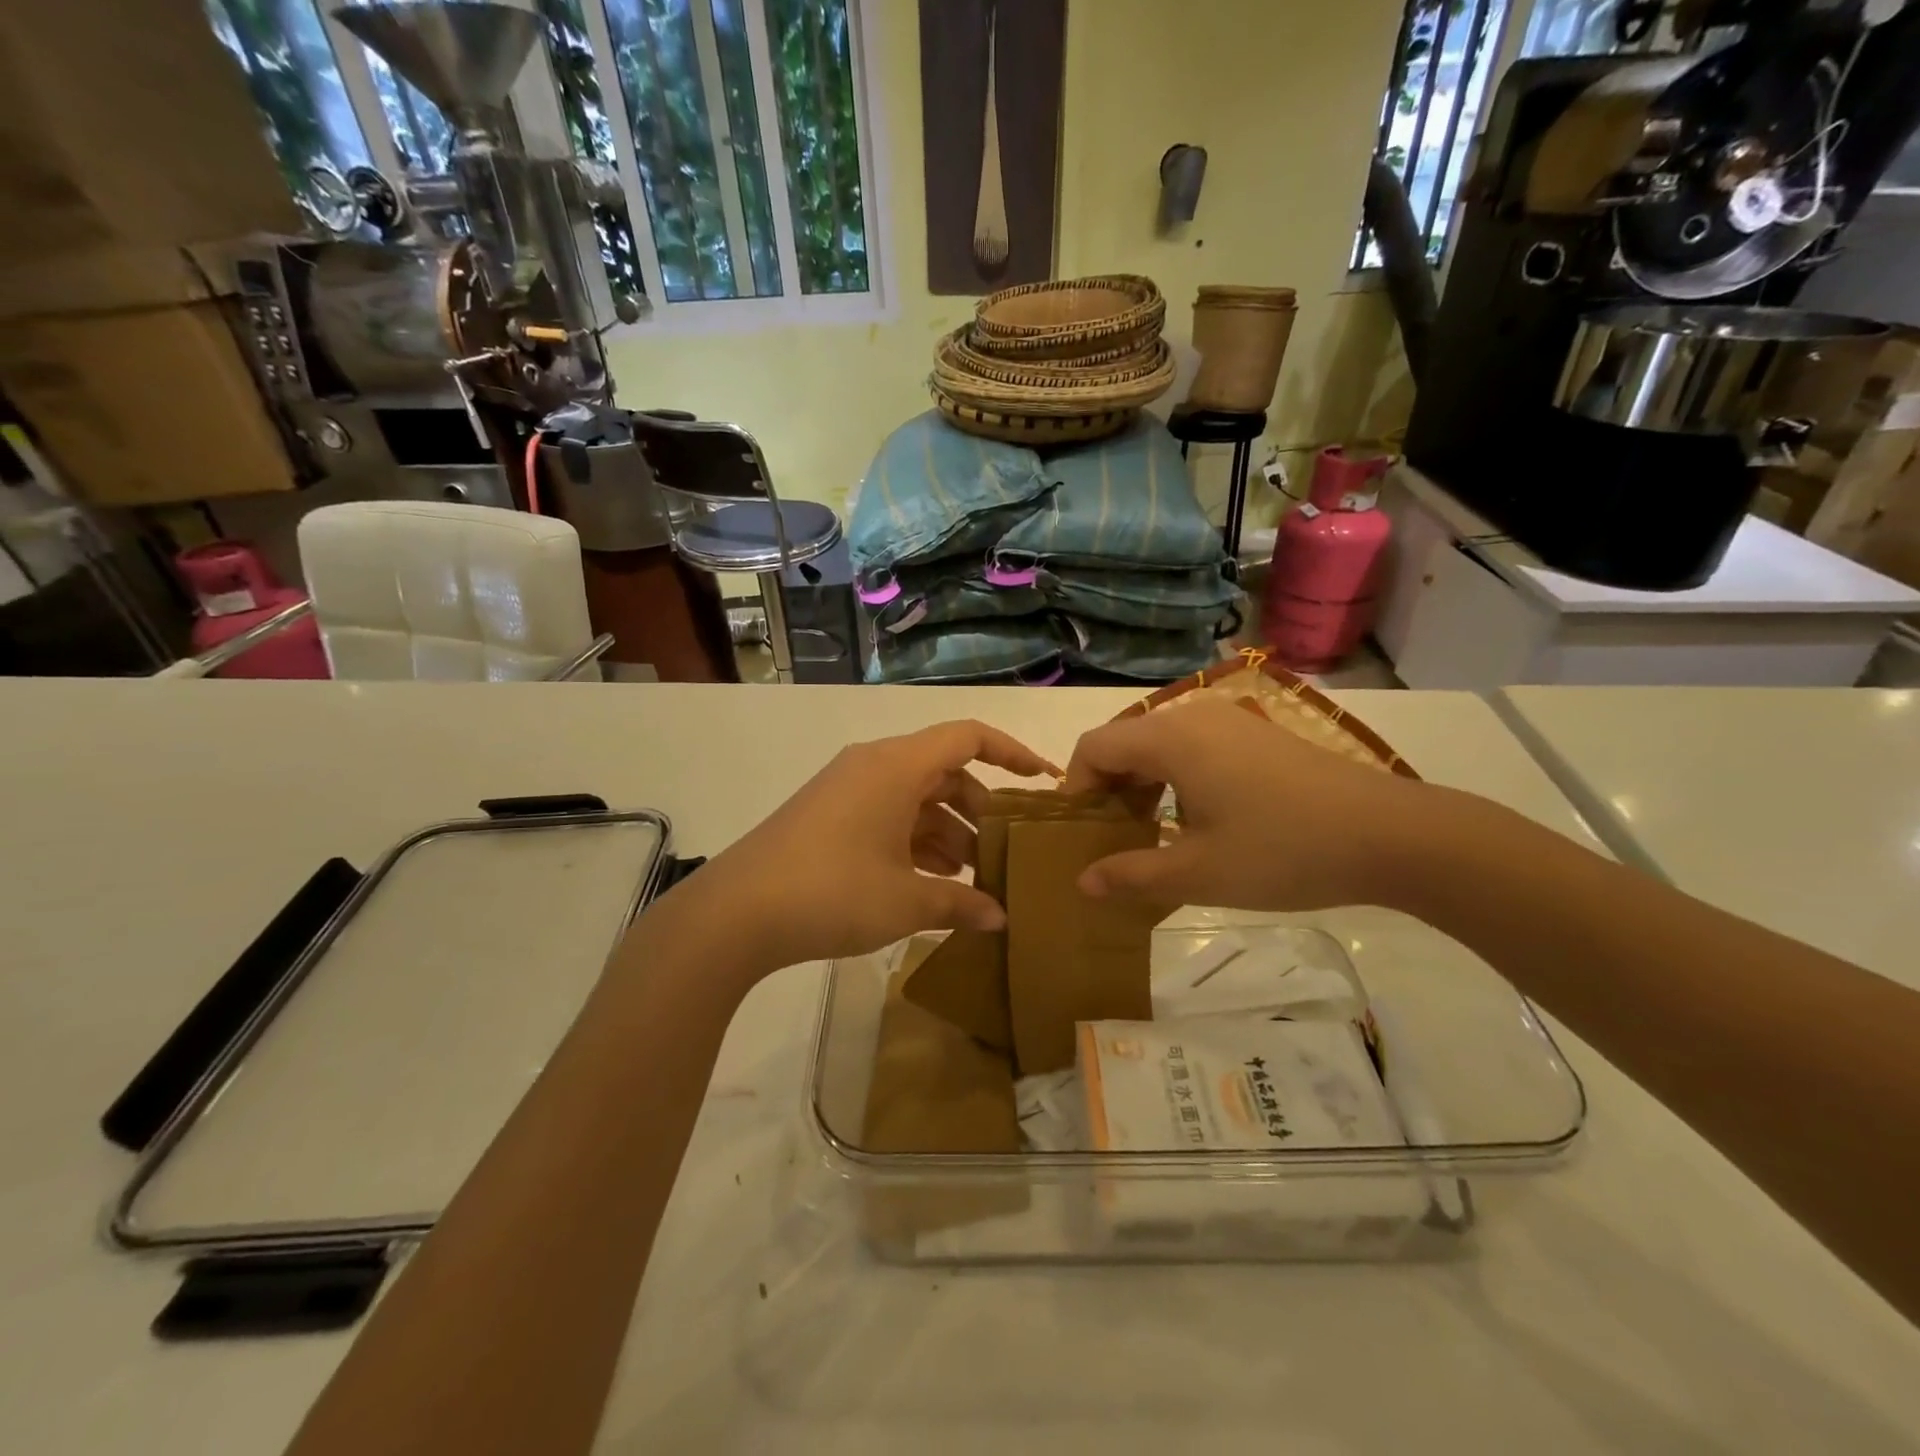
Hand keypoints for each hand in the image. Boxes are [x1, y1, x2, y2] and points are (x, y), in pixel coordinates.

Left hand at [674, 720, 1056, 972]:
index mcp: (897, 766)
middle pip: (944, 770)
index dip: (1012, 753)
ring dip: (947, 832)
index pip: (968, 737)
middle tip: (1003, 851)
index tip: (1044, 781)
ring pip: (915, 797)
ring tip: (970, 878)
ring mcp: (847, 790)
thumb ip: (960, 903)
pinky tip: (929, 883)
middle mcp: (873, 766)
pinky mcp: (828, 815)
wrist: (735, 913)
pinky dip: (914, 841)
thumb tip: (999, 918)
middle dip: (979, 809)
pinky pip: (887, 815)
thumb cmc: (832, 892)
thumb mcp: (906, 901)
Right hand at [1062, 702, 1435, 911]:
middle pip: (1124, 742)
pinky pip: (1192, 747)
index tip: (1080, 835)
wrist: (1390, 836)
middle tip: (1111, 840)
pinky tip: (1195, 820)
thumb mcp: (1197, 872)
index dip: (1075, 789)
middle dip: (1107, 790)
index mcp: (1170, 739)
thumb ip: (1131, 874)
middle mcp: (1194, 715)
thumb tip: (1082, 881)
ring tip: (1149, 834)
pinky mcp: (1257, 735)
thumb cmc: (1282, 851)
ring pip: (1159, 744)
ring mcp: (1230, 721)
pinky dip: (1174, 778)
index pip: (1094, 747)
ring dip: (1141, 785)